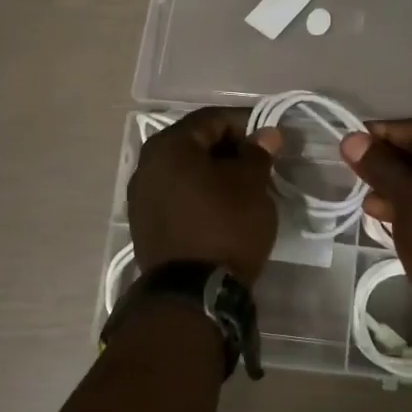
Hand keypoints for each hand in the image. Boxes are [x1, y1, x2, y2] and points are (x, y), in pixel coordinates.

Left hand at [128, 108, 284, 284]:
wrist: (192, 293)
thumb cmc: (225, 227)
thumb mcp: (252, 186)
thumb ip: (258, 153)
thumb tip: (266, 134)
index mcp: (170, 145)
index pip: (212, 119)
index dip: (245, 123)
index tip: (271, 138)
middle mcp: (146, 164)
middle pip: (194, 142)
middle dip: (228, 147)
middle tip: (259, 161)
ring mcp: (140, 195)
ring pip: (184, 169)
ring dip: (213, 171)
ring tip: (243, 184)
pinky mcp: (144, 222)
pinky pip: (175, 193)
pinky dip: (198, 191)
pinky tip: (220, 205)